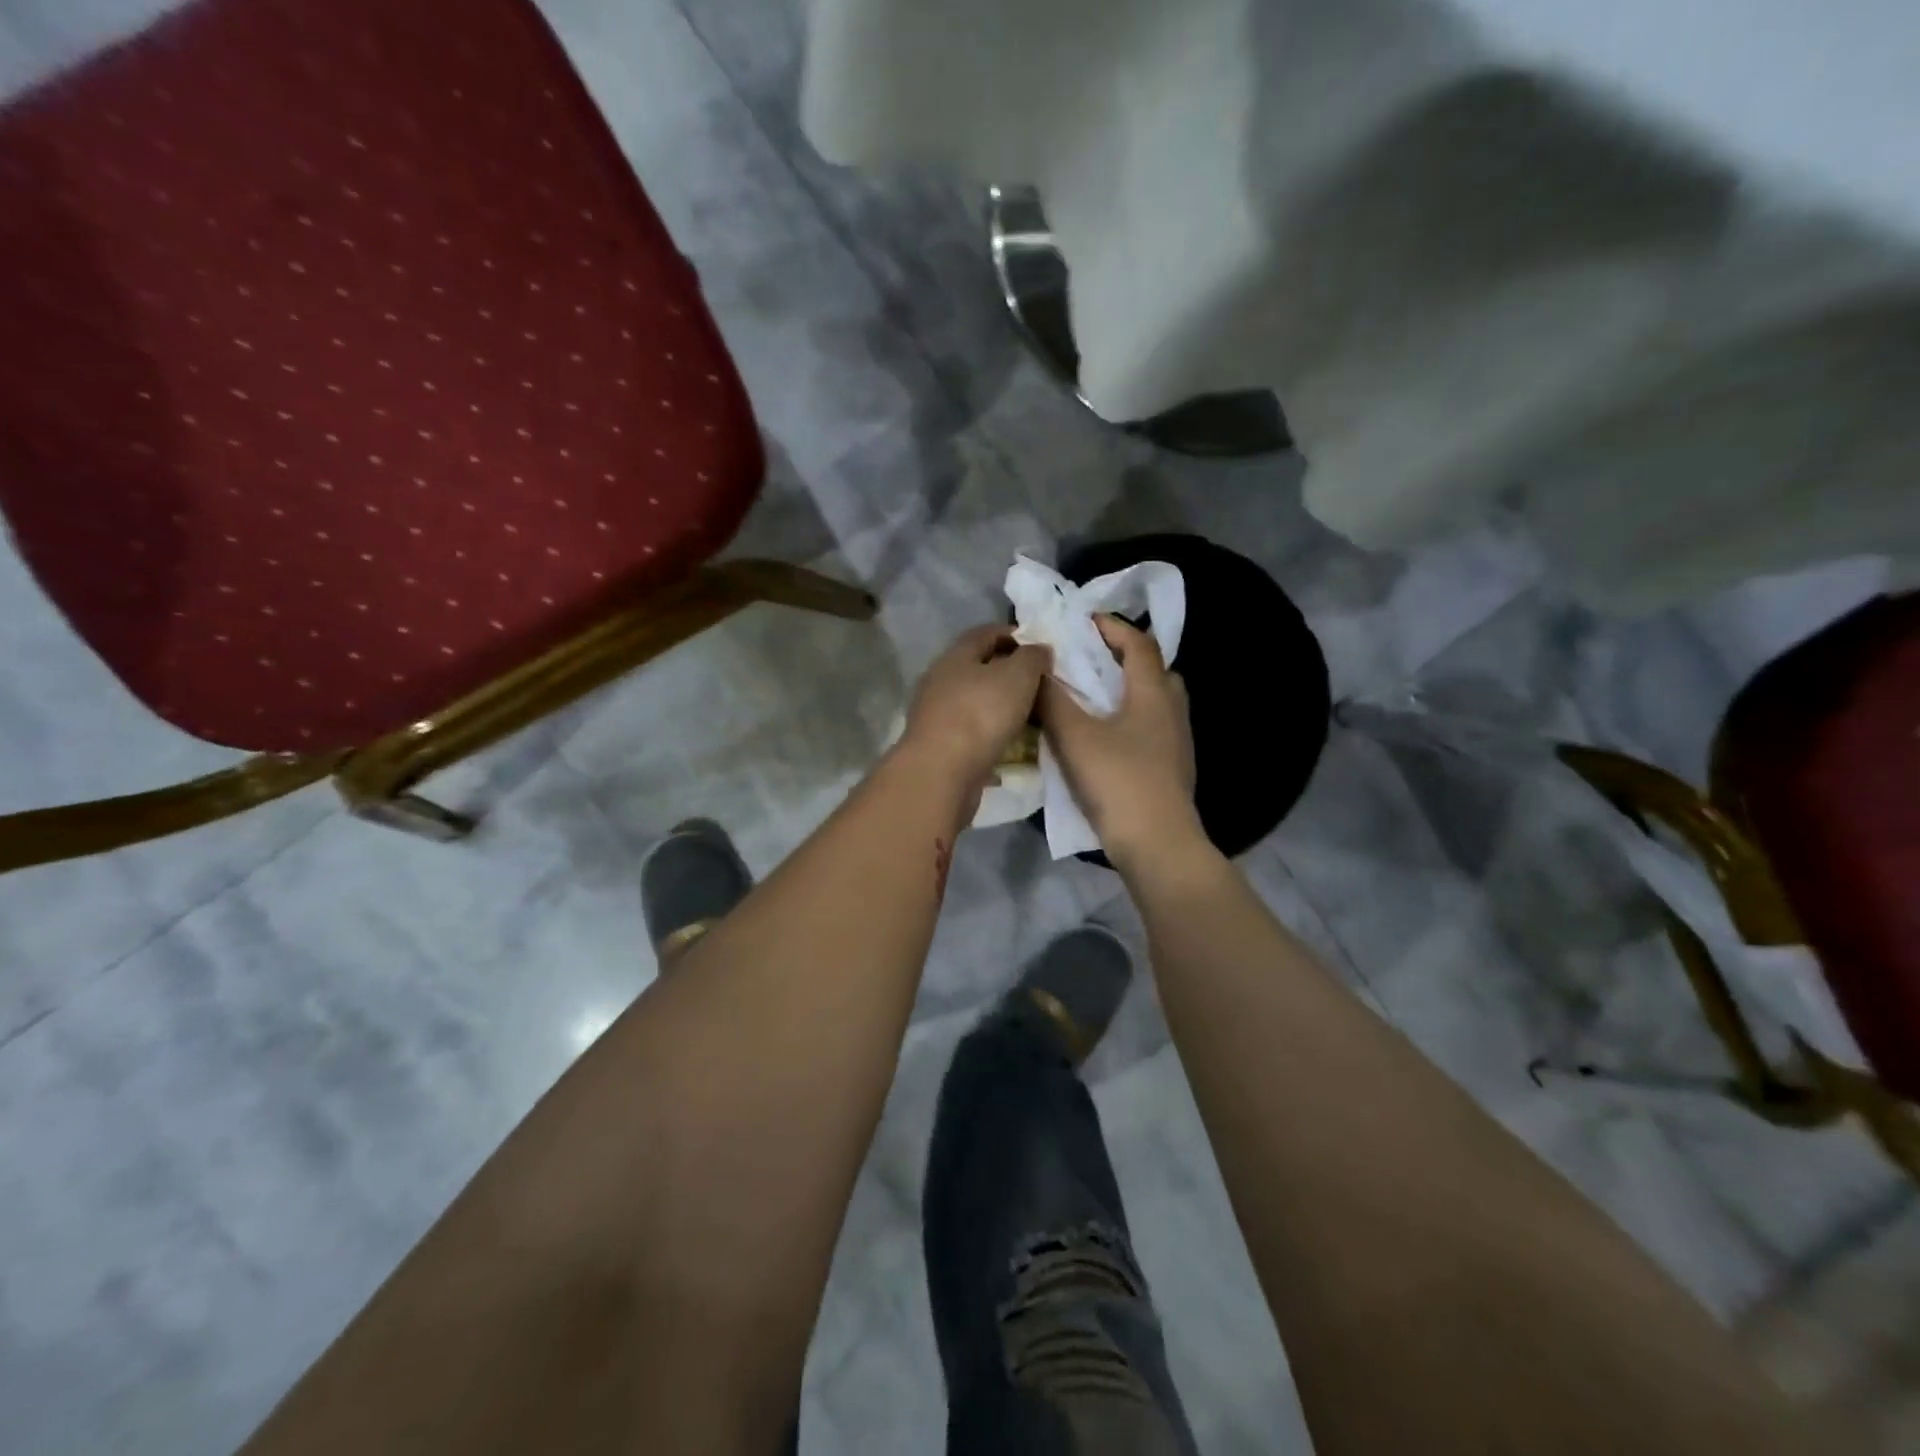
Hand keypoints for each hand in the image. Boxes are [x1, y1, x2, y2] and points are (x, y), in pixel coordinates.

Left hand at [901, 624, 1049, 794]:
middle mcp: (940, 680)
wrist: (942, 772)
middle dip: (1008, 672)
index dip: (1014, 635)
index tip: (1040, 648)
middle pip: (978, 667)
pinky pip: (971, 730)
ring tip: (1029, 714)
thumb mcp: (1018, 676)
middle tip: (1039, 683)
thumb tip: (1039, 650)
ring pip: (974, 700)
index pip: (985, 633)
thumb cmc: (981, 714)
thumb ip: (1032, 657)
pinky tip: (1009, 742)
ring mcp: (936, 714)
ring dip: (999, 704)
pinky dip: (991, 732)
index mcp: (955, 656)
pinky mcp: (939, 745)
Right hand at [1039, 615, 1199, 864]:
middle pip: (1154, 670)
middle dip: (1123, 659)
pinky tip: (1104, 739)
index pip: (1139, 643)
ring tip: (1091, 700)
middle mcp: (1172, 710)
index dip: (1112, 627)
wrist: (1157, 844)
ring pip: (1154, 702)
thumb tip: (1037, 669)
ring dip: (1126, 692)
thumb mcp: (1074, 737)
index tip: (1083, 622)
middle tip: (1089, 662)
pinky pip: (1151, 728)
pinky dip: (1129, 720)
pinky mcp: (1172, 768)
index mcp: (1153, 693)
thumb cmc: (1118, 781)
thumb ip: (1052, 700)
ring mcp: (1177, 742)